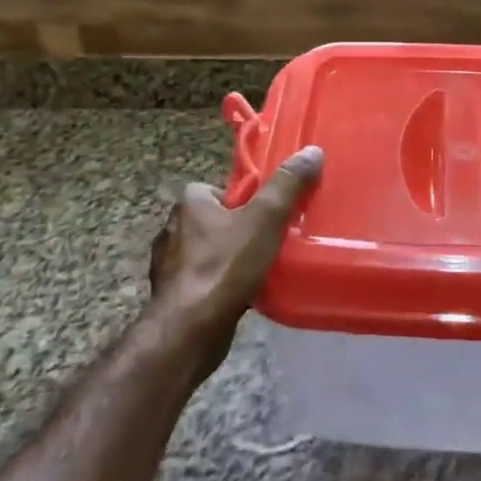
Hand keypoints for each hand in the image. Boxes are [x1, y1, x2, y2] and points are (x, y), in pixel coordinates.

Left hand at [145, 146, 323, 382]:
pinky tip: (241, 295)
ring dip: (229, 260)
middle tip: (269, 243)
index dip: (244, 201)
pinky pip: (203, 281)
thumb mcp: (265, 219)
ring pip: (208, 253)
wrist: (190, 329)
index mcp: (189, 203)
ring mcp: (168, 265)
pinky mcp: (172, 295)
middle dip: (239, 231)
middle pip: (215, 221)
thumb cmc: (225, 266)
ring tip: (259, 271)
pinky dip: (220, 285)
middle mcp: (171, 229)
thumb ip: (287, 185)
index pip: (219, 190)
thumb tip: (312, 151)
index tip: (266, 216)